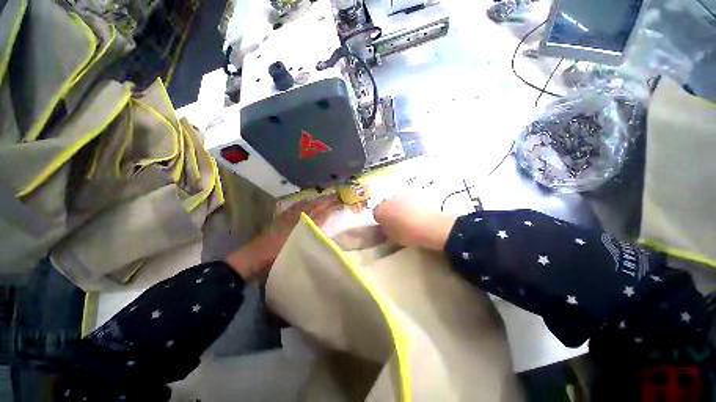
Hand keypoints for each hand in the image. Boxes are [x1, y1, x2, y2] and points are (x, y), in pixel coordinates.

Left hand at [226, 195, 340, 280]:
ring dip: (315, 200)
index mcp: (302, 226)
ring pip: (304, 205)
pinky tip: (304, 201)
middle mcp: (296, 218)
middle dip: (325, 201)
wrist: (253, 258)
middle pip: (313, 207)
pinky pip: (293, 207)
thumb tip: (325, 234)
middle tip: (335, 195)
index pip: (320, 214)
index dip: (330, 207)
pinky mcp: (280, 218)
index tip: (340, 202)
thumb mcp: (299, 252)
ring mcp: (287, 217)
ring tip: (323, 196)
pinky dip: (301, 203)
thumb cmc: (277, 258)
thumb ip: (312, 242)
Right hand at [373, 194, 457, 249]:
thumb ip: (386, 231)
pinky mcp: (415, 193)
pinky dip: (411, 203)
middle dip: (389, 211)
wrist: (429, 225)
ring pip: (397, 200)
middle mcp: (388, 200)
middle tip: (397, 221)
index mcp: (380, 211)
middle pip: (386, 204)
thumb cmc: (408, 234)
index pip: (376, 213)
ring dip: (400, 206)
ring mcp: (402, 195)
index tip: (386, 225)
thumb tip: (386, 228)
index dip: (381, 219)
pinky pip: (409, 198)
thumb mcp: (393, 238)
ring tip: (409, 216)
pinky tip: (418, 212)